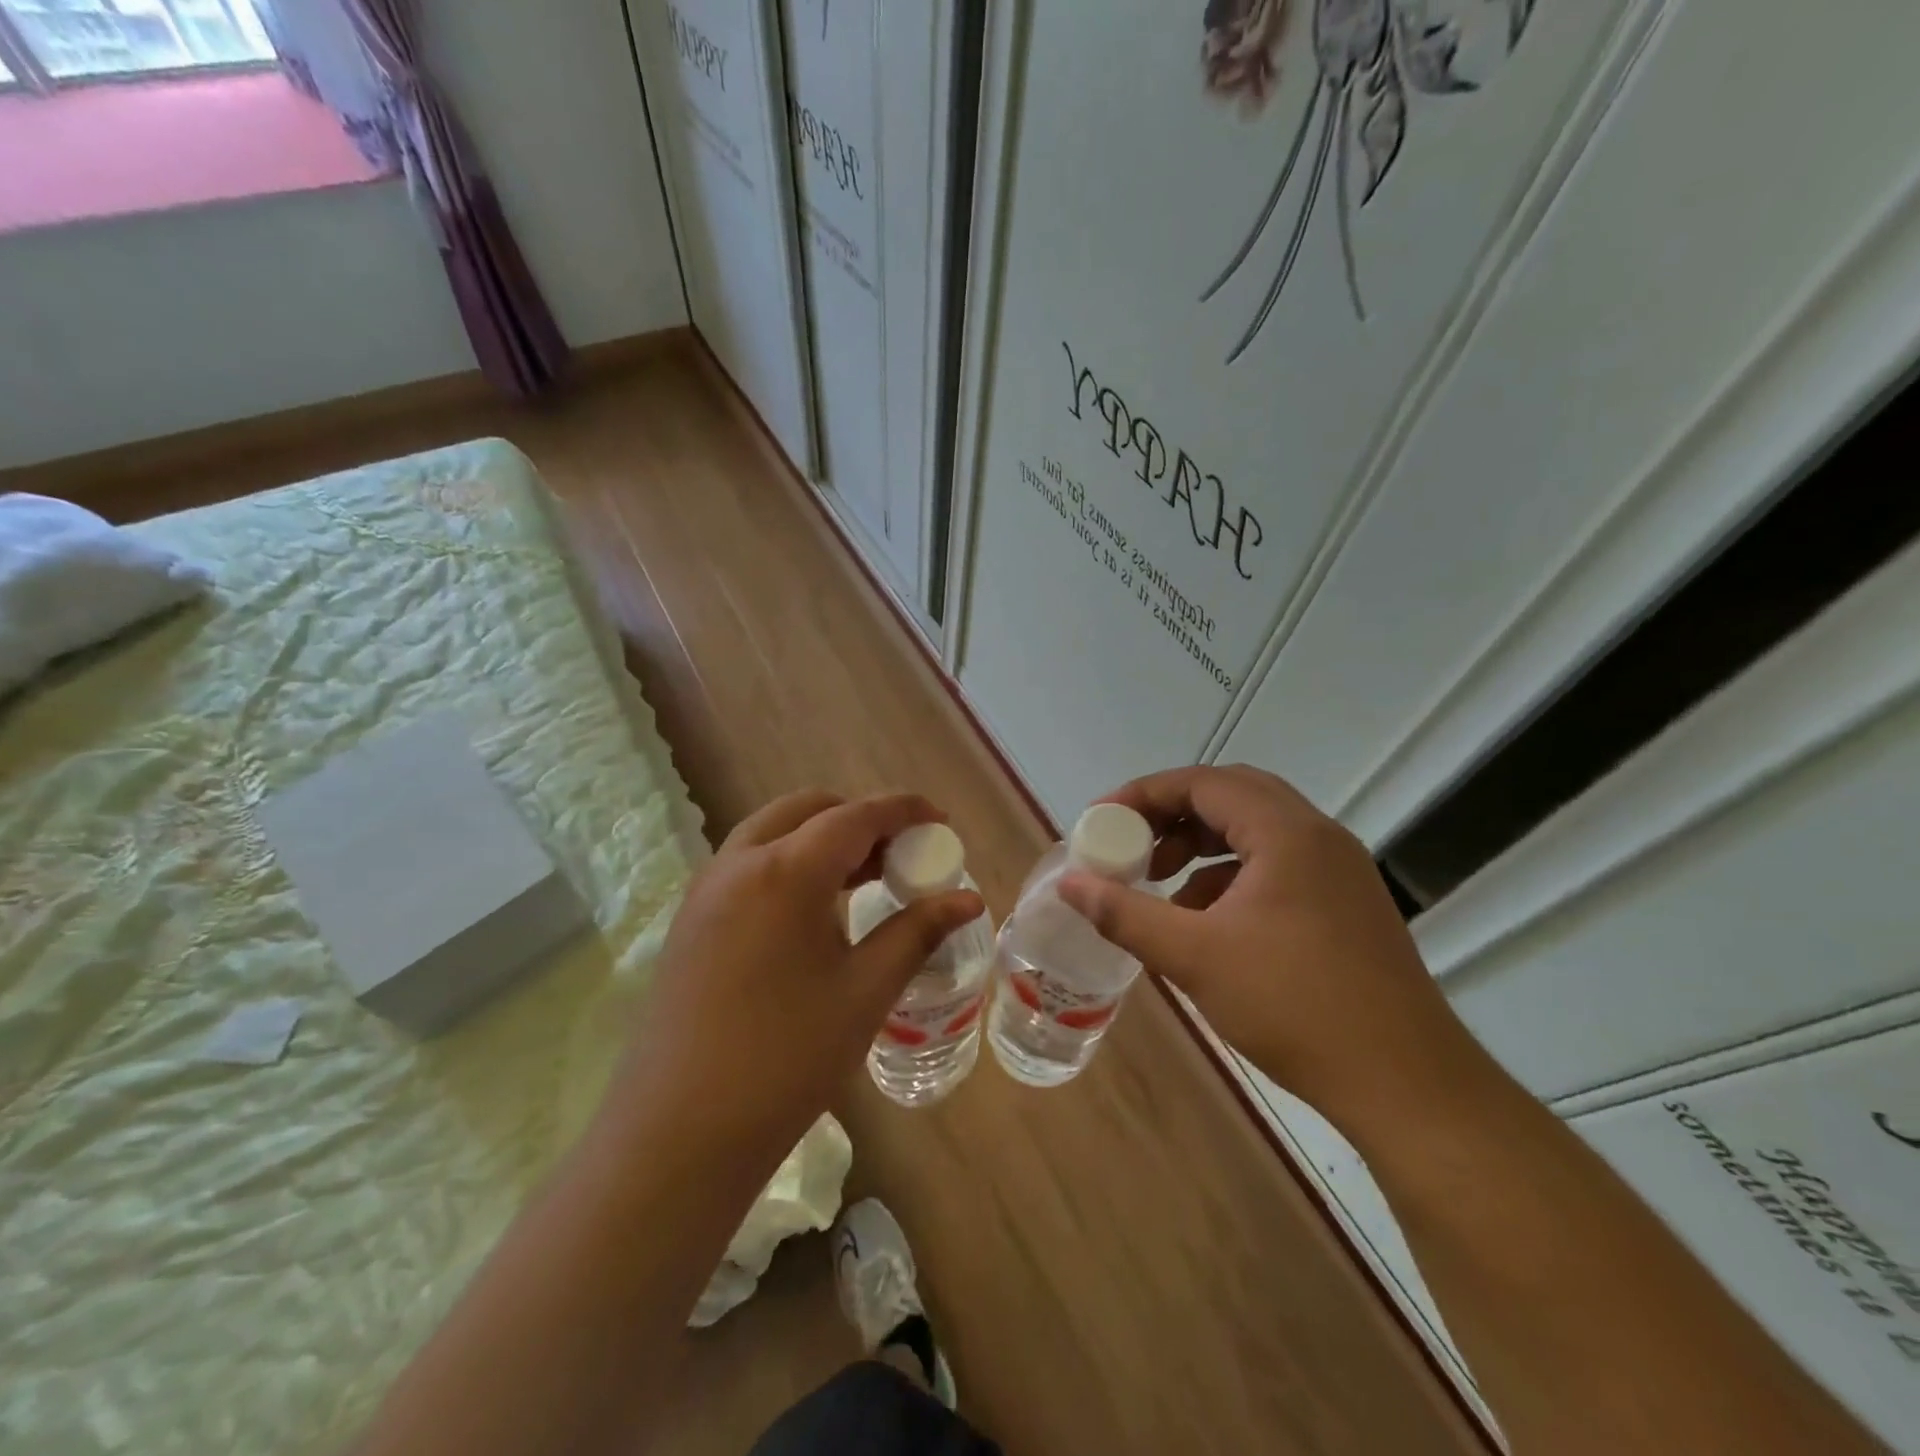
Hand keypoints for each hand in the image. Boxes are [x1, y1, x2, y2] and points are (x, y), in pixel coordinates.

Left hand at [602, 791, 983, 1169]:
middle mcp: (739, 863)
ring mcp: (706, 890)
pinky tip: (814, 910)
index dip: (902, 810)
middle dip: (858, 818)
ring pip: (772, 833)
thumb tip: (968, 899)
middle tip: (898, 854)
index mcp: (785, 871)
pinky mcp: (690, 920)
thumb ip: (917, 932)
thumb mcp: (866, 991)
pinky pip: (748, 864)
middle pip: (807, 810)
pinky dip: (789, 862)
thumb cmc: (788, 1058)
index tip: (938, 819)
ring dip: (821, 839)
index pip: (855, 816)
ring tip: (864, 879)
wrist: (681, 1132)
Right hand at [1057, 765, 1478, 1120]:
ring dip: (1201, 846)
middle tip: (1131, 845)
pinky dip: (1230, 876)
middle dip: (1172, 816)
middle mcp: (1317, 836)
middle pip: (1230, 796)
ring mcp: (1337, 869)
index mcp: (1286, 832)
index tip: (1101, 821)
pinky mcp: (1344, 902)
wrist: (1407, 1085)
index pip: (1202, 782)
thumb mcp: (1194, 957)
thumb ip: (1125, 913)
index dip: (1144, 794)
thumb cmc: (1294, 1006)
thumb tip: (1069, 883)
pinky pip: (1275, 864)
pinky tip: (1205, 921)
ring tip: (1160, 885)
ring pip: (1254, 830)